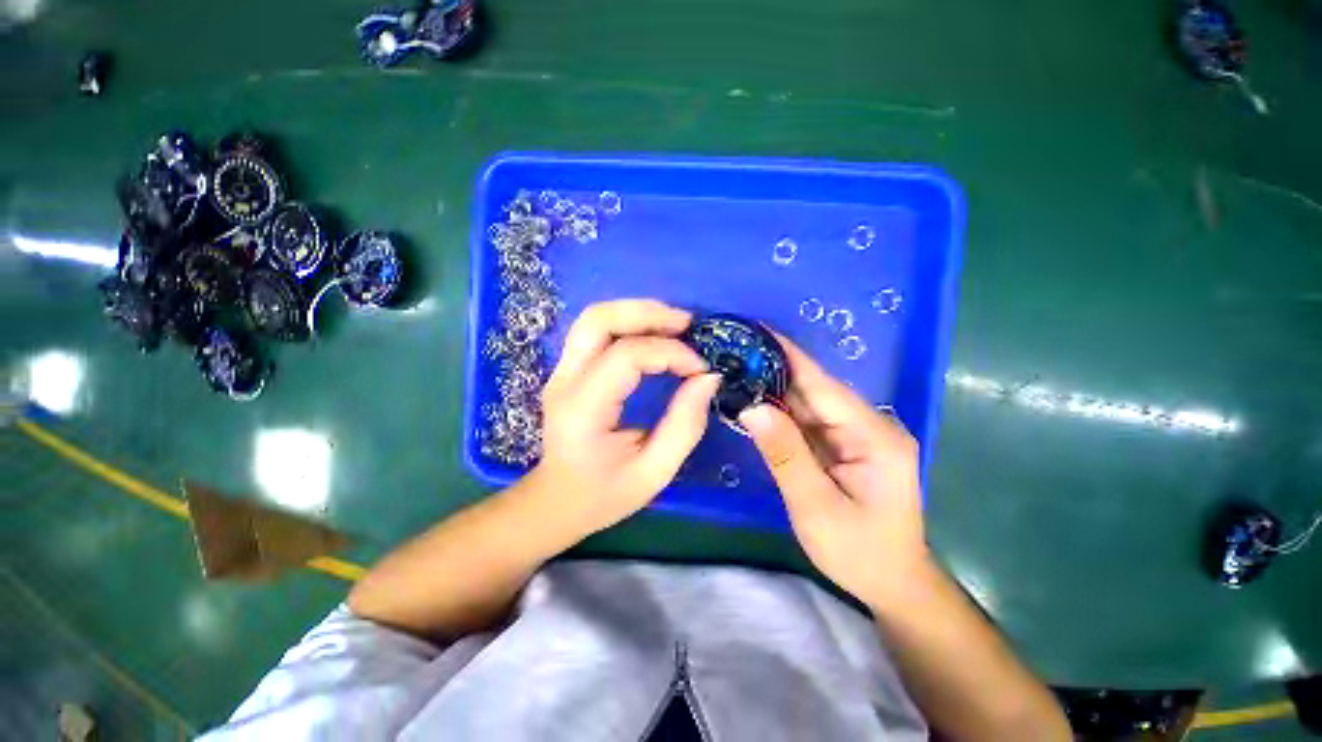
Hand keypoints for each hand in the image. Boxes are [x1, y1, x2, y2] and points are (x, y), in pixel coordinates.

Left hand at [528, 299, 721, 536]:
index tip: (700, 368)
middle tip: (687, 324)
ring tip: (675, 325)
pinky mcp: (568, 370)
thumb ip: (685, 425)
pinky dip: (628, 324)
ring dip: (637, 312)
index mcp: (582, 409)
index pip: (626, 356)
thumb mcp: (654, 472)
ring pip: (594, 318)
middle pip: (599, 319)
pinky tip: (654, 334)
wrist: (557, 501)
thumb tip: (708, 378)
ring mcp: (561, 371)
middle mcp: (564, 381)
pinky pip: (596, 331)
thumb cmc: (604, 495)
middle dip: (647, 313)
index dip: (670, 353)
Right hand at [738, 336, 929, 612]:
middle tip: (733, 351)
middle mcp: (867, 425)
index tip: (756, 331)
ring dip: (772, 386)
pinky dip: (778, 410)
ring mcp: (855, 434)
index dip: (788, 356)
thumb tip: (752, 407)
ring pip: (807, 402)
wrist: (891, 582)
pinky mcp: (842, 444)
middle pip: (814, 389)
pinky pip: (805, 420)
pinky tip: (753, 399)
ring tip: (736, 367)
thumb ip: (785, 455)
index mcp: (873, 435)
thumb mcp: (816, 508)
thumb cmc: (860, 553)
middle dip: (773, 368)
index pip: (822, 385)